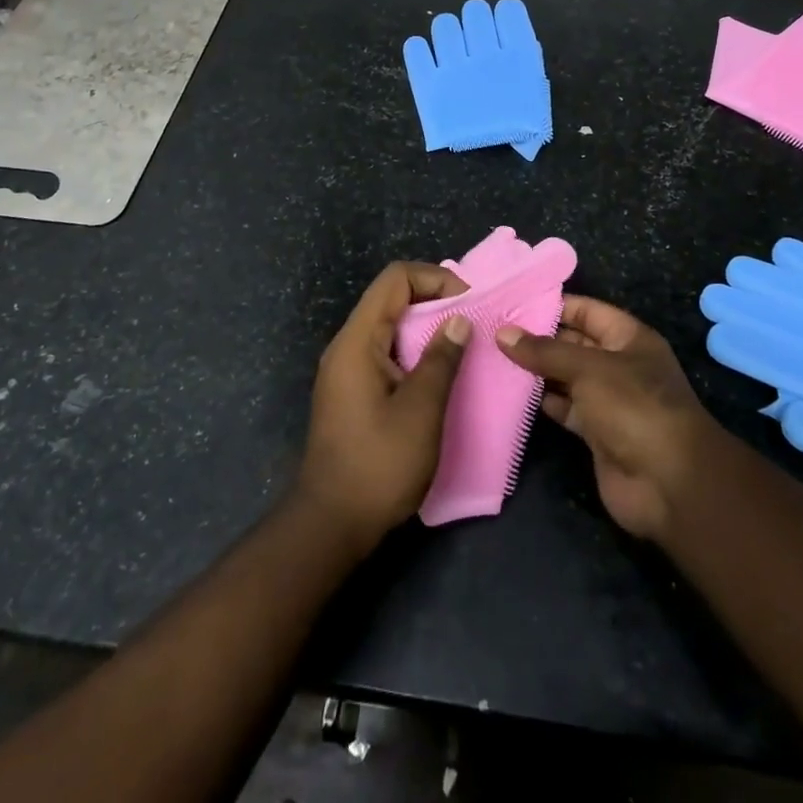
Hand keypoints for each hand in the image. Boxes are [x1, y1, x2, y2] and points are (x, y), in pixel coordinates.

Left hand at [297, 262, 471, 551]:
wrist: (330, 524)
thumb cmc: (378, 464)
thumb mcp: (420, 410)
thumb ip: (441, 359)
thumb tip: (459, 320)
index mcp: (358, 340)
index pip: (396, 279)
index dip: (435, 279)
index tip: (468, 304)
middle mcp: (347, 346)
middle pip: (392, 298)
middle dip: (435, 301)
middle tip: (472, 322)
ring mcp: (347, 370)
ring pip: (390, 327)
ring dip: (426, 328)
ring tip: (462, 345)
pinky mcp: (352, 392)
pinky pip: (386, 352)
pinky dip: (414, 351)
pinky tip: (439, 374)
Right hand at [497, 296, 718, 539]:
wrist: (669, 483)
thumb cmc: (634, 407)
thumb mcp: (588, 369)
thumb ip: (544, 352)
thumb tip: (503, 334)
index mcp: (629, 338)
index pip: (587, 311)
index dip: (554, 305)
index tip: (513, 302)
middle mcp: (619, 365)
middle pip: (574, 343)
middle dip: (539, 338)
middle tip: (495, 329)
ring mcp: (609, 400)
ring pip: (567, 377)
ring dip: (537, 371)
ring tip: (494, 356)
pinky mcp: (597, 432)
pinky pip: (565, 408)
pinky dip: (543, 402)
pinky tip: (512, 393)